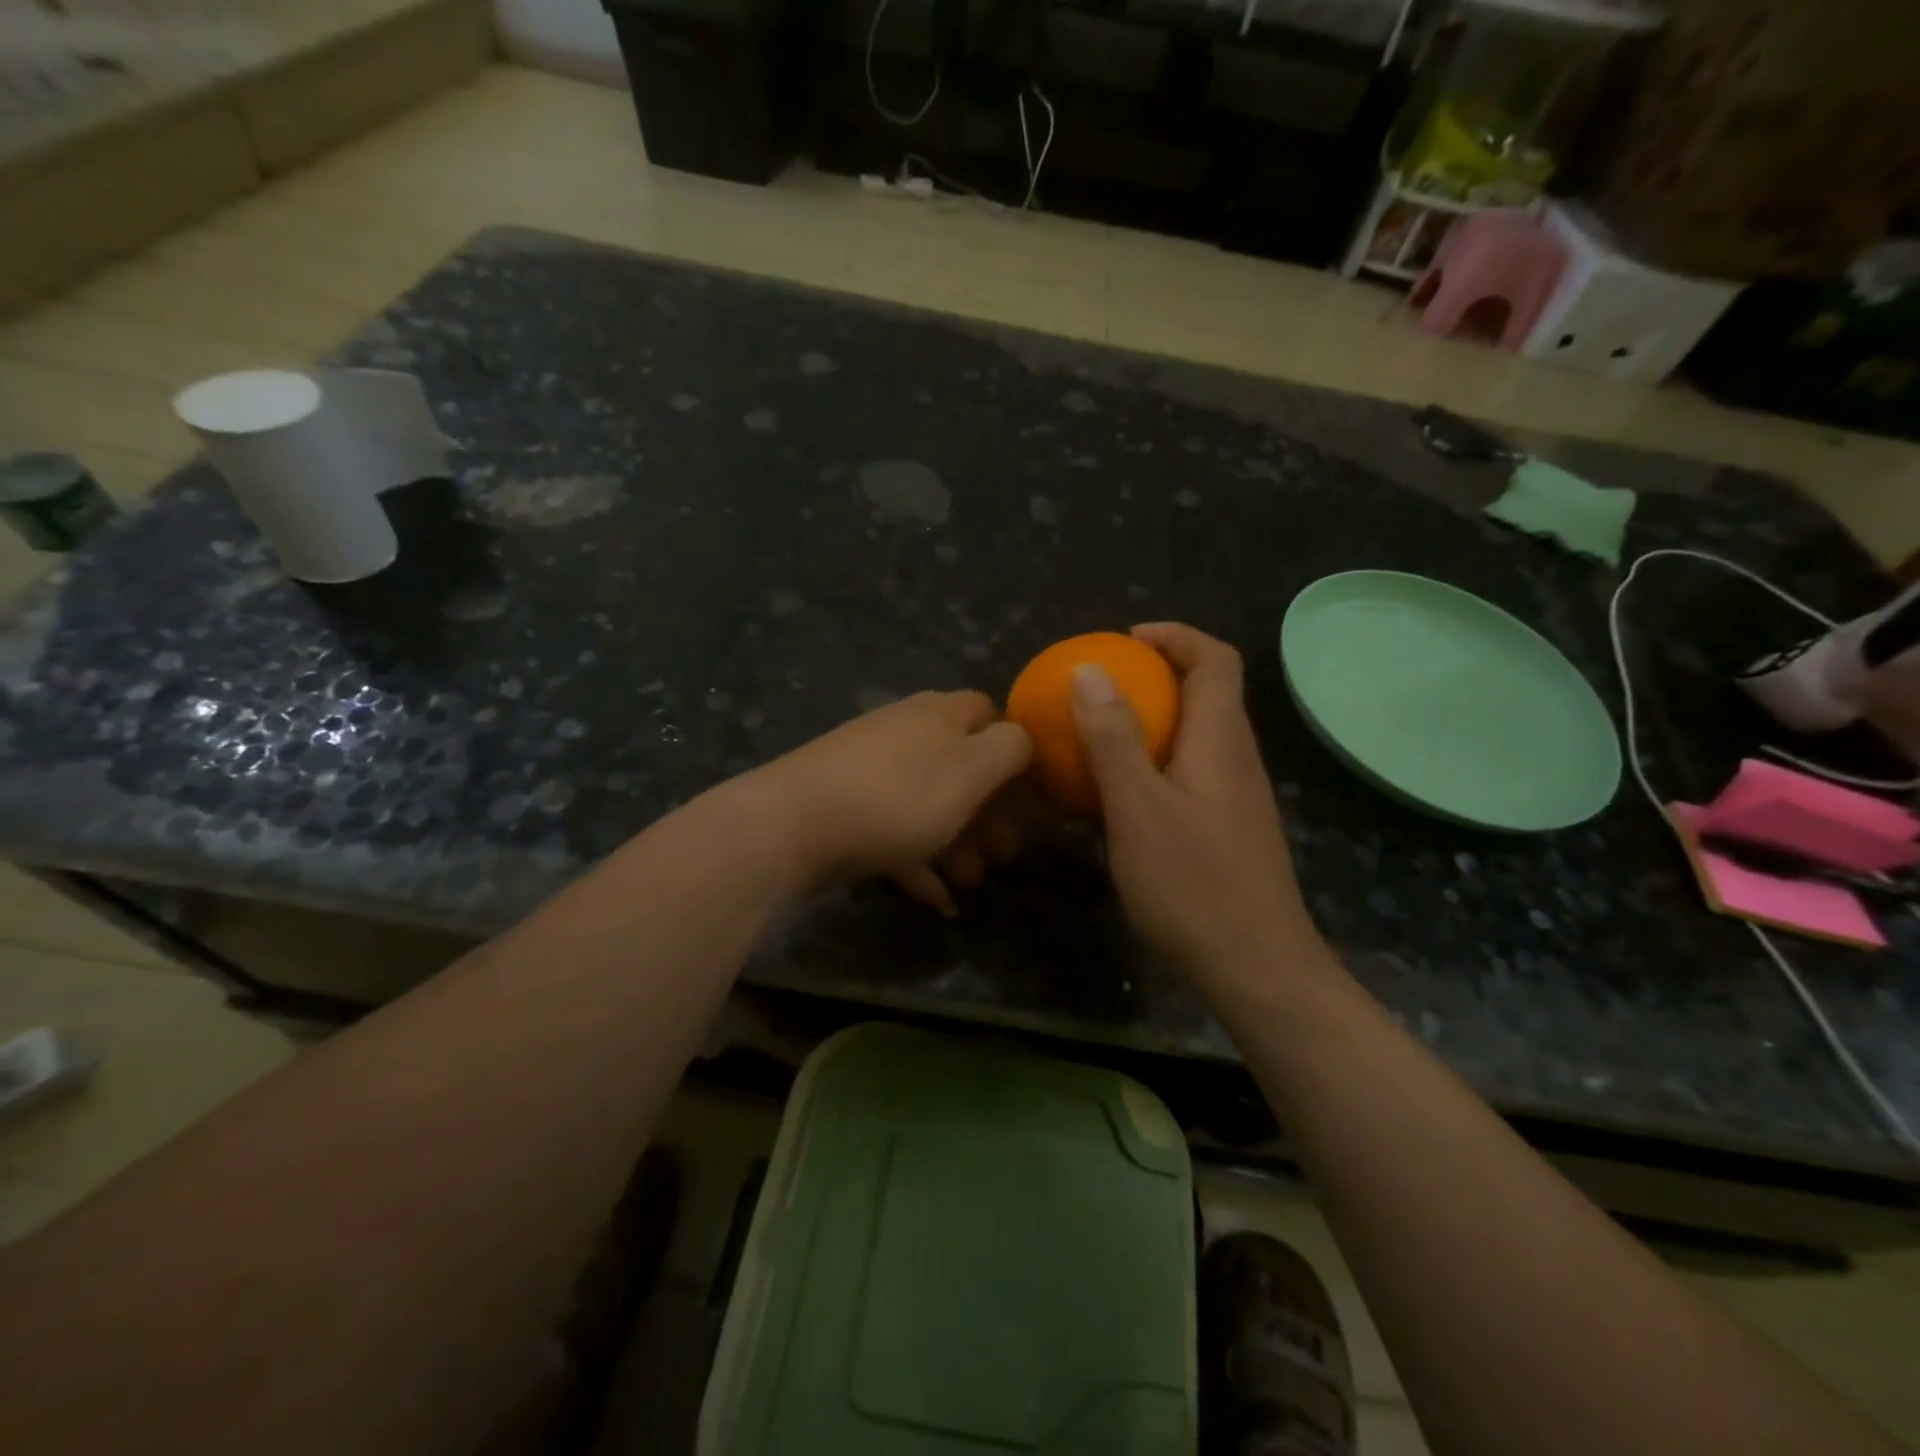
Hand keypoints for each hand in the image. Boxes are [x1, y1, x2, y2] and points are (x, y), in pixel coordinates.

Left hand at [745, 690, 1031, 910]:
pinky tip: (936, 900)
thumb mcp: (971, 771)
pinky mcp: (845, 808)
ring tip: (971, 883)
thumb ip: (1008, 750)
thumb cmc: (897, 797)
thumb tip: (1021, 737)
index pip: (988, 713)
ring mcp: (870, 770)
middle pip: (960, 766)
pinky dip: (917, 862)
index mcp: (939, 715)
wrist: (792, 826)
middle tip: (1005, 853)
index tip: (1029, 793)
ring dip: (957, 842)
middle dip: (988, 812)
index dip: (1013, 749)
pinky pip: (893, 832)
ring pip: (928, 803)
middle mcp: (905, 733)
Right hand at [1071, 624, 1327, 988]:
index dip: (1174, 637)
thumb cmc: (1193, 883)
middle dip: (1159, 676)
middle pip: (1209, 693)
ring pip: (1199, 736)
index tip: (1125, 640)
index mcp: (1221, 740)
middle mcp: (1237, 759)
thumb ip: (1113, 737)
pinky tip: (1122, 797)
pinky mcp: (1230, 829)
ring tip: (1102, 736)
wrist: (1256, 968)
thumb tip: (1090, 669)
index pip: (1215, 659)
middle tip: (1103, 688)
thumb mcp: (1137, 807)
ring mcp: (1238, 797)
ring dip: (1155, 721)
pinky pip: (1192, 773)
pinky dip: (1157, 763)